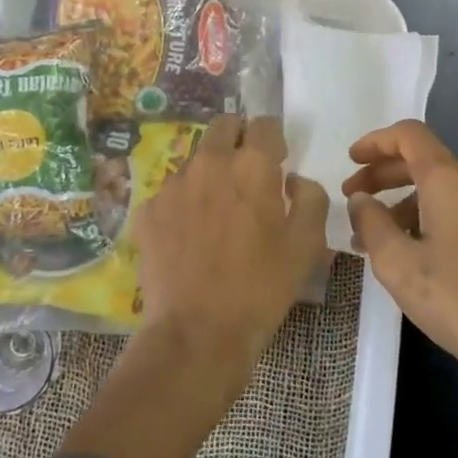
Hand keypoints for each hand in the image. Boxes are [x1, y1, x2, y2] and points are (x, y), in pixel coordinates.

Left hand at [135, 114, 330, 372]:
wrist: (197, 333)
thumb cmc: (261, 288)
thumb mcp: (306, 245)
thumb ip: (310, 198)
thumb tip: (293, 179)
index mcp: (251, 165)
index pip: (264, 124)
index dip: (273, 138)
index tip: (278, 160)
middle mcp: (209, 163)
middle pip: (223, 127)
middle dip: (238, 139)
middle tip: (248, 173)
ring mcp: (173, 185)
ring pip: (195, 159)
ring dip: (211, 171)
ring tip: (218, 211)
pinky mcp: (148, 211)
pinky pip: (171, 192)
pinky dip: (184, 202)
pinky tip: (190, 235)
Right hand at [343, 120, 457, 437]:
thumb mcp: (399, 265)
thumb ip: (372, 224)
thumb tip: (361, 200)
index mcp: (450, 180)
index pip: (409, 136)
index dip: (376, 142)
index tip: (351, 161)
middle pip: (425, 161)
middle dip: (384, 176)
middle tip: (355, 201)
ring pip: (444, 190)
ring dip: (406, 204)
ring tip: (379, 241)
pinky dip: (432, 218)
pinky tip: (418, 255)